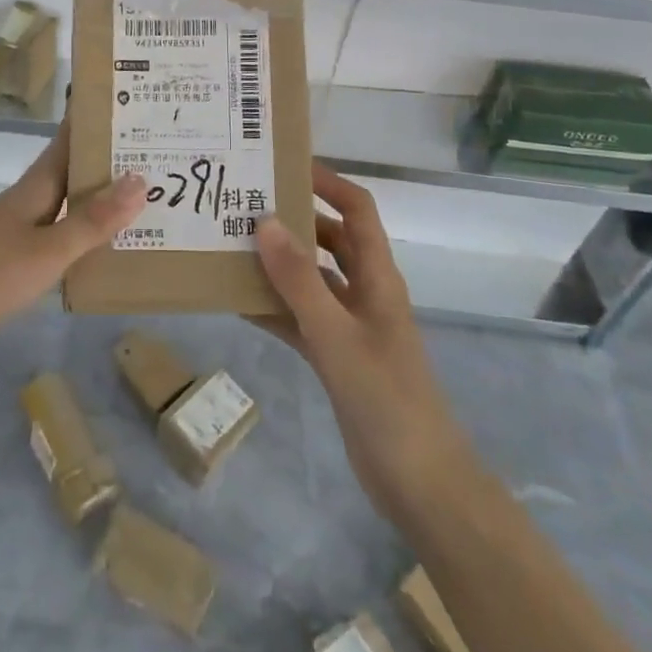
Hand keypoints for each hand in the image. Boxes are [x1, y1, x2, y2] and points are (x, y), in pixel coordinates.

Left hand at [0, 128, 145, 367]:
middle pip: (69, 170)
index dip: (94, 119)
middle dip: (106, 160)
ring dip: (95, 197)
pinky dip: (78, 230)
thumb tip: (140, 179)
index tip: (131, 100)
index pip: (68, 140)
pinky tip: (94, 250)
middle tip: (156, 153)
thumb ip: (91, 221)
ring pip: (62, 202)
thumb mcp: (45, 253)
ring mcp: (9, 229)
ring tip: (140, 199)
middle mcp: (24, 201)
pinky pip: (52, 232)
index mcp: (34, 188)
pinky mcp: (1, 258)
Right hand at [254, 163, 463, 519]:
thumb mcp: (336, 335)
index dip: (327, 181)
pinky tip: (237, 300)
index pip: (356, 209)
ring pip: (311, 278)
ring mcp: (350, 326)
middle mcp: (365, 291)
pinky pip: (300, 318)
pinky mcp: (337, 357)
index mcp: (378, 276)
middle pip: (329, 239)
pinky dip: (273, 307)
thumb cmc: (386, 399)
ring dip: (278, 263)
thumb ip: (300, 280)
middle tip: (244, 204)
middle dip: (293, 219)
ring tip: (231, 244)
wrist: (420, 485)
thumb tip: (265, 220)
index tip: (284, 165)